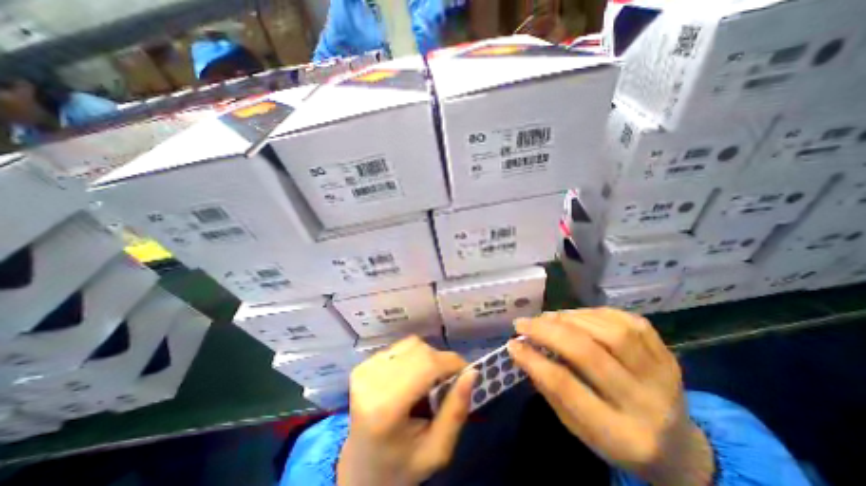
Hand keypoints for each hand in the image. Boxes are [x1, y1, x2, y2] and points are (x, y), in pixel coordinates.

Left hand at [335, 336, 476, 485]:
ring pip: (412, 344)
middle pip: (420, 351)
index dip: (452, 363)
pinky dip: (413, 357)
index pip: (426, 365)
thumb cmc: (401, 466)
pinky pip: (400, 348)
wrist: (361, 470)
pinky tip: (410, 378)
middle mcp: (371, 381)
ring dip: (427, 358)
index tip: (467, 372)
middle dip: (441, 362)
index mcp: (386, 407)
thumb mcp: (437, 451)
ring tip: (427, 382)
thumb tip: (472, 372)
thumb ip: (456, 411)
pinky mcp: (362, 365)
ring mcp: (364, 370)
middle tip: (447, 383)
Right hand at [510, 310, 713, 483]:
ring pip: (610, 331)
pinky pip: (628, 321)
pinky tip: (577, 317)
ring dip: (570, 318)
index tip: (512, 344)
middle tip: (523, 323)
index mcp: (620, 434)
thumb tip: (522, 349)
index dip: (533, 360)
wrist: (679, 448)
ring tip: (548, 318)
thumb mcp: (577, 426)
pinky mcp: (668, 354)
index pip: (566, 387)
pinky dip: (595, 313)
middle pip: (588, 353)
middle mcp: (647, 403)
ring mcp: (664, 375)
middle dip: (547, 331)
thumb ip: (549, 388)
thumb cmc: (615, 439)